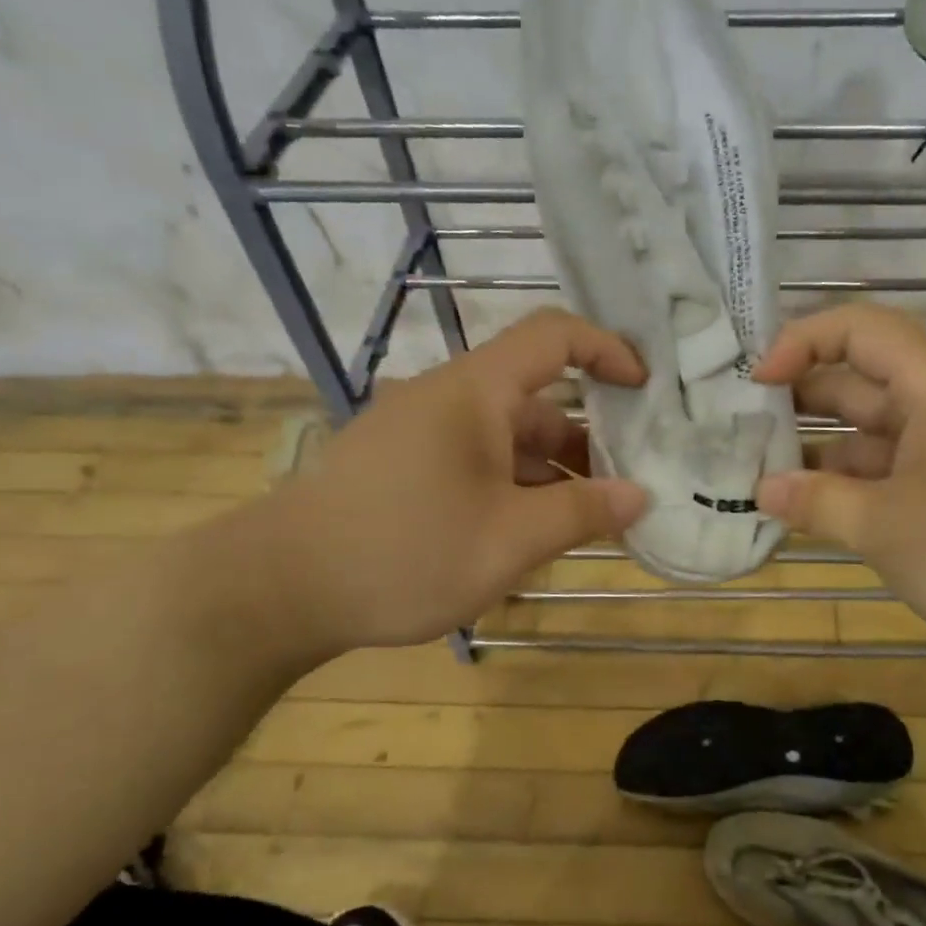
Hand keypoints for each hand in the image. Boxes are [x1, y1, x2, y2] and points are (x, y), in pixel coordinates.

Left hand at [249, 309, 647, 653]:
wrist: (278, 589)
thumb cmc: (404, 553)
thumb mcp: (509, 540)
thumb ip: (582, 513)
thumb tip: (640, 495)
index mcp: (474, 392)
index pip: (553, 336)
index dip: (607, 350)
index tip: (647, 389)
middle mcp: (448, 399)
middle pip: (535, 398)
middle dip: (590, 437)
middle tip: (632, 481)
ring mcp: (420, 432)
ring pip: (506, 437)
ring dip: (553, 470)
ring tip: (591, 517)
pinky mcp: (402, 465)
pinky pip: (476, 460)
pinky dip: (514, 484)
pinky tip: (531, 529)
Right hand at [752, 304, 925, 652]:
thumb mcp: (888, 528)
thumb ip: (819, 504)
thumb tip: (762, 490)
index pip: (858, 329)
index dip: (801, 341)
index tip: (756, 382)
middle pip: (860, 382)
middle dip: (799, 402)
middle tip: (739, 432)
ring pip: (875, 434)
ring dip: (823, 454)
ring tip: (763, 479)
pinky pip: (896, 470)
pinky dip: (856, 485)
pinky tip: (818, 512)